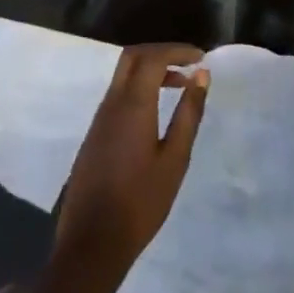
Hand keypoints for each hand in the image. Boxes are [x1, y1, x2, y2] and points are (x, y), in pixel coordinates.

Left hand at [35, 43, 209, 292]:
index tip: (201, 57)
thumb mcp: (175, 159)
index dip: (177, 50)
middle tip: (188, 65)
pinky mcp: (94, 134)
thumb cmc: (141, 202)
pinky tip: (156, 111)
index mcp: (132, 105)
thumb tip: (201, 76)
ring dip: (150, 71)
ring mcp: (99, 118)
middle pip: (132, 58)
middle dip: (161, 53)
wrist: (93, 242)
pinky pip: (117, 95)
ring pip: (123, 76)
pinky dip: (139, 88)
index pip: (152, 57)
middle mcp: (111, 103)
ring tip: (180, 86)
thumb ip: (189, 113)